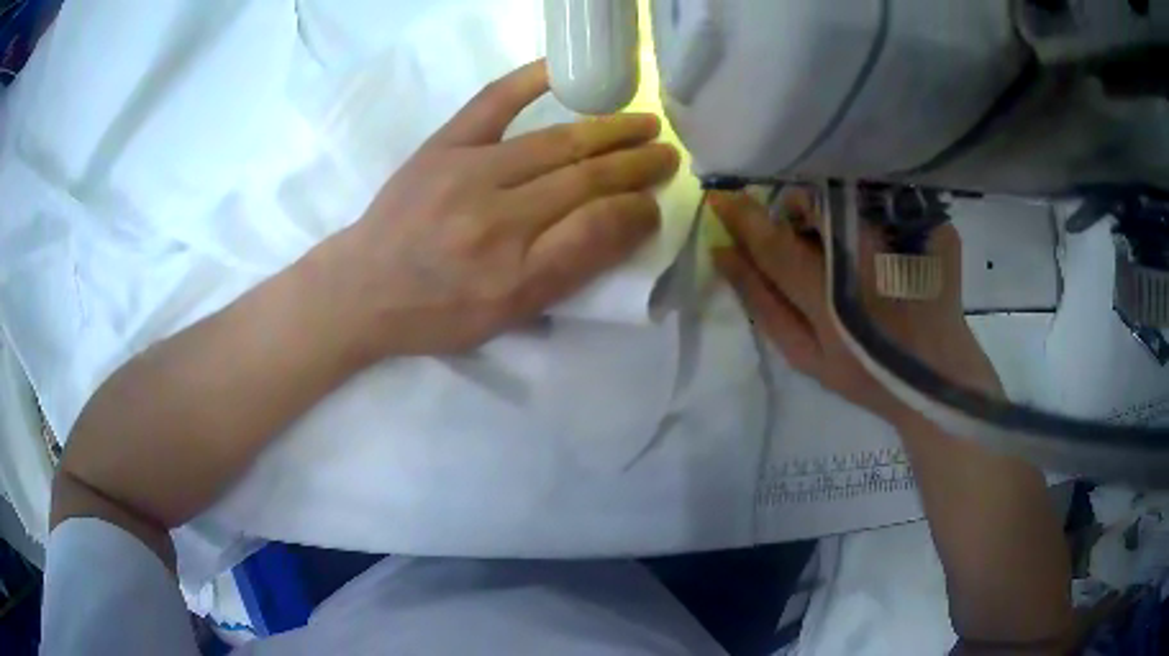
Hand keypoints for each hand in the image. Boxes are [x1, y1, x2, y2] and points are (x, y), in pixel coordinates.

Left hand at [319, 60, 679, 358]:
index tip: (655, 204)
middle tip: (668, 154)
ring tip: (644, 123)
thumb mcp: (505, 318)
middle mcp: (495, 220)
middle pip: (584, 180)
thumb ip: (567, 273)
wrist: (363, 288)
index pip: (596, 229)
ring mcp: (466, 173)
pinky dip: (530, 80)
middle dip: (636, 165)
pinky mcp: (441, 145)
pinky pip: (492, 102)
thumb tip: (622, 224)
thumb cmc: (436, 312)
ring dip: (609, 130)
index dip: (636, 212)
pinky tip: (565, 72)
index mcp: (513, 275)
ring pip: (555, 143)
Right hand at [709, 190, 1000, 429]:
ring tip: (841, 245)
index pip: (773, 242)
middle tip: (800, 237)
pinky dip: (864, 209)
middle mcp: (866, 254)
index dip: (741, 216)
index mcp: (831, 295)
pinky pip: (879, 196)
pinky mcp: (930, 224)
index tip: (719, 197)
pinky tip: (876, 242)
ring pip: (843, 192)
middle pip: (809, 203)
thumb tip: (723, 254)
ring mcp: (902, 234)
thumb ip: (762, 303)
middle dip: (791, 210)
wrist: (935, 372)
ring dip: (827, 208)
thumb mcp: (805, 355)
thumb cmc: (867, 373)